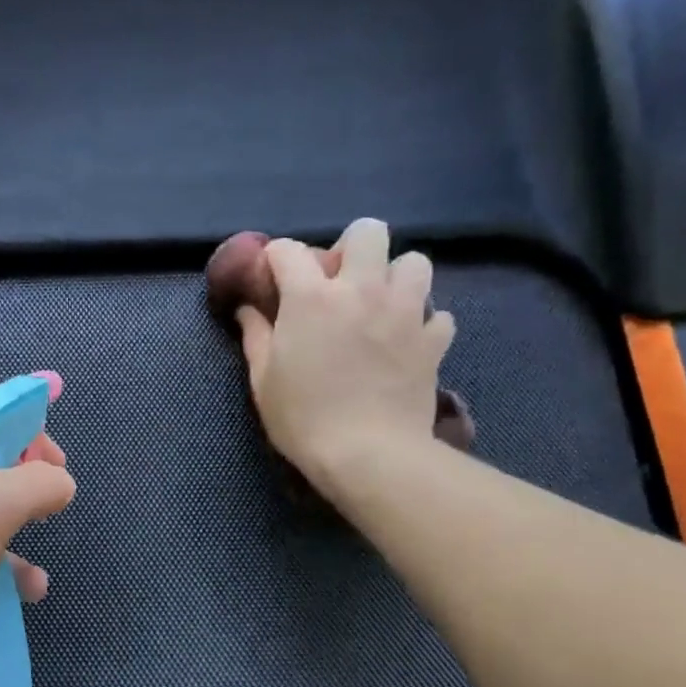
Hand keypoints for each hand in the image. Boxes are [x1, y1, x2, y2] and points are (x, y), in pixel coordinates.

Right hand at [235, 218, 456, 494]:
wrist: (368, 454)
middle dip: (351, 248)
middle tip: (341, 283)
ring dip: (395, 277)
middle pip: (367, 232)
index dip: (277, 259)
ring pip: (414, 262)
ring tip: (382, 305)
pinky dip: (423, 323)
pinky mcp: (433, 340)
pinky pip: (438, 314)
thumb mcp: (263, 381)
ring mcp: (404, 312)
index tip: (274, 278)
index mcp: (312, 297)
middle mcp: (361, 290)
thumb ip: (255, 336)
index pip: (289, 250)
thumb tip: (247, 309)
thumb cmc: (303, 418)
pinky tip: (407, 342)